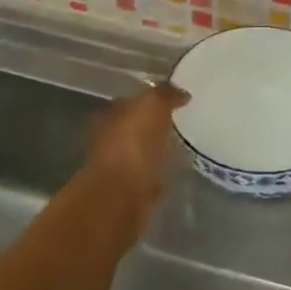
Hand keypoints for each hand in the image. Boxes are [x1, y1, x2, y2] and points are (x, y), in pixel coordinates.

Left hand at [84, 82, 188, 201]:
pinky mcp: (130, 193)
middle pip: (134, 128)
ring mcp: (118, 169)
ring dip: (156, 151)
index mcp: (110, 116)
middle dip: (152, 126)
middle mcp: (109, 140)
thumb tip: (181, 92)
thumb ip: (165, 95)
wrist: (121, 197)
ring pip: (141, 153)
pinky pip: (148, 177)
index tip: (174, 100)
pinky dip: (159, 174)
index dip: (150, 99)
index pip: (130, 101)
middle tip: (180, 123)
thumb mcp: (152, 106)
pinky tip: (175, 172)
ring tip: (181, 148)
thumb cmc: (133, 145)